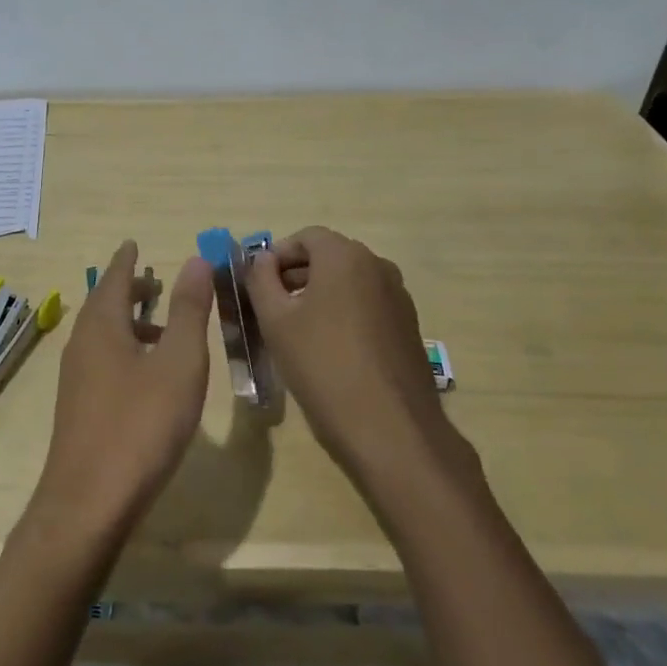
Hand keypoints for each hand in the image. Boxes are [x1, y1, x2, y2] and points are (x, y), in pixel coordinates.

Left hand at [30, 241, 214, 543]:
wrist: (89, 501)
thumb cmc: (140, 424)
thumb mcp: (178, 362)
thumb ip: (188, 310)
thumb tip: (195, 259)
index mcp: (102, 325)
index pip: (113, 277)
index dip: (126, 260)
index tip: (133, 242)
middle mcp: (81, 344)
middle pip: (104, 304)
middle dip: (128, 289)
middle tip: (153, 279)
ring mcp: (76, 378)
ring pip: (102, 335)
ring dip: (128, 321)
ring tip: (160, 325)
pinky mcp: (79, 407)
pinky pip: (102, 360)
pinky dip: (124, 349)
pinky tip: (147, 374)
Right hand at [245, 226, 476, 485]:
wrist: (390, 428)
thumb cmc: (323, 365)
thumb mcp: (276, 320)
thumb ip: (261, 280)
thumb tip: (261, 260)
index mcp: (345, 257)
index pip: (305, 237)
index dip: (277, 255)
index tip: (258, 283)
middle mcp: (378, 266)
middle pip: (329, 257)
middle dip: (296, 274)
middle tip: (270, 306)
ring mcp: (399, 297)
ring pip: (349, 282)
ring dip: (319, 295)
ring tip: (295, 330)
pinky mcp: (408, 327)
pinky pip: (368, 305)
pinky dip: (344, 313)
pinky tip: (328, 350)